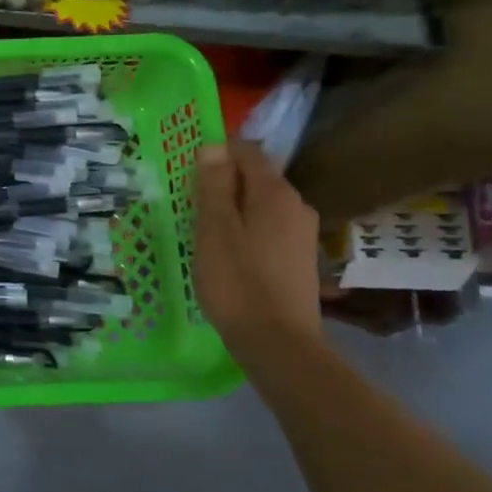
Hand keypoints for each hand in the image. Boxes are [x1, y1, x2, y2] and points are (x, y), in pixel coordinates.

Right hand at [194, 139, 323, 371]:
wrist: (278, 344)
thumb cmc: (238, 282)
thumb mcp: (214, 229)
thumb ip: (214, 185)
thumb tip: (213, 147)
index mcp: (275, 193)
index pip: (246, 151)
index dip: (216, 155)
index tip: (189, 177)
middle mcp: (297, 206)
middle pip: (255, 178)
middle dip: (223, 185)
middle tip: (192, 209)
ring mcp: (302, 234)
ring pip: (260, 206)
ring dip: (233, 211)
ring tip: (206, 235)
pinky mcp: (300, 260)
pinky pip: (268, 229)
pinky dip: (246, 232)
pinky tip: (229, 257)